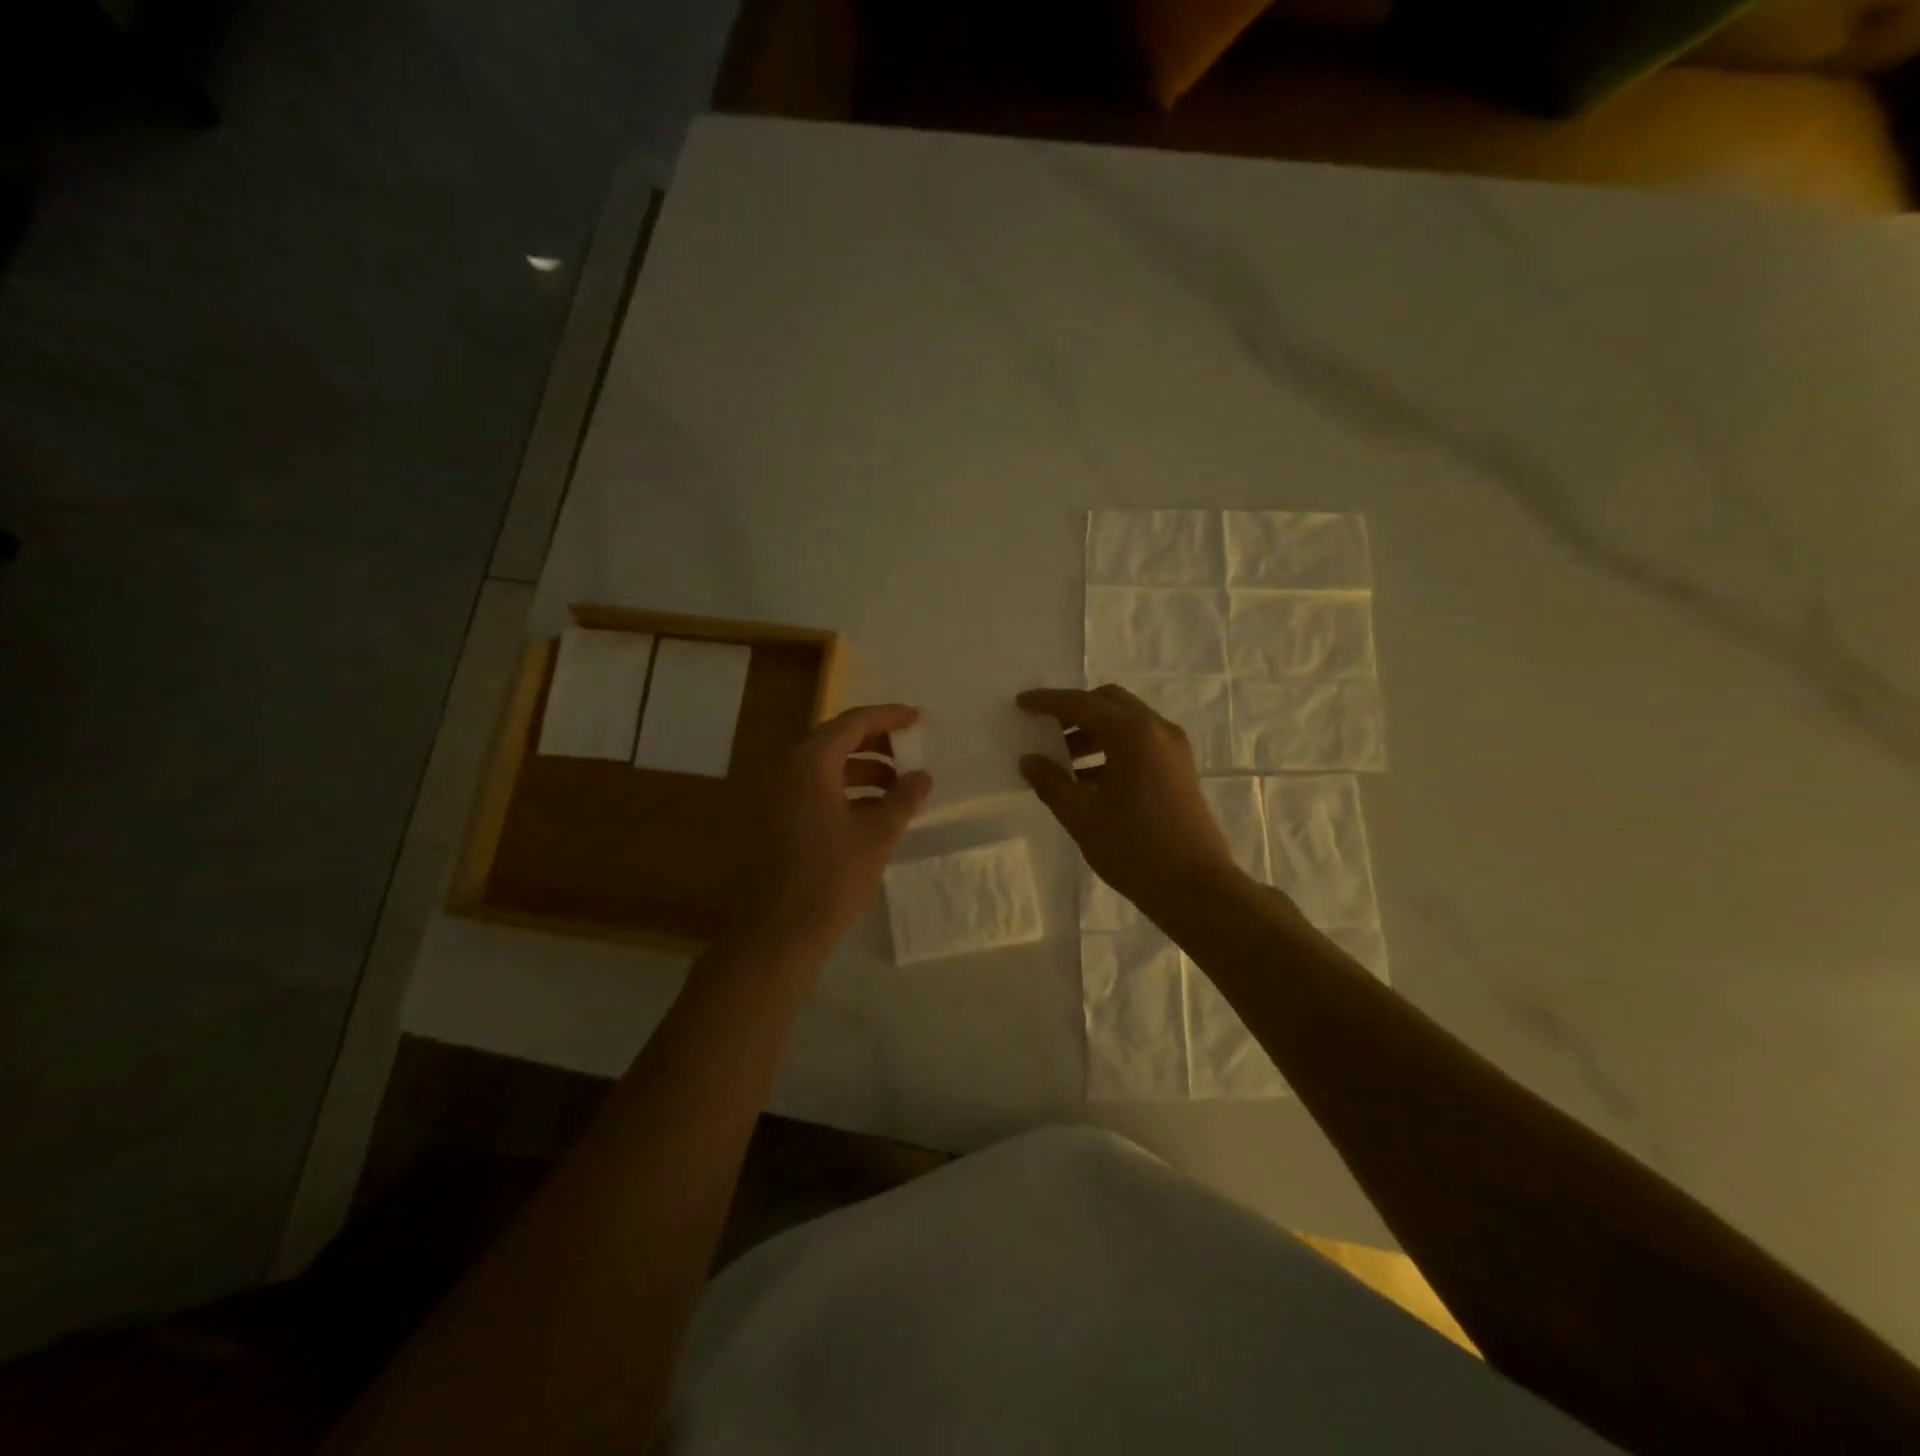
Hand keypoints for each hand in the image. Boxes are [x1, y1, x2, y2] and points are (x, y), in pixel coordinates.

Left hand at [744, 703, 931, 949]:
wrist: (778, 932)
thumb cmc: (832, 878)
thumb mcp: (878, 835)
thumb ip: (903, 798)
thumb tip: (922, 776)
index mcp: (809, 762)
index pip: (853, 722)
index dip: (888, 717)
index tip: (917, 718)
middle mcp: (785, 768)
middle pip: (836, 740)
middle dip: (876, 744)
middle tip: (910, 754)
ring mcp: (774, 794)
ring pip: (823, 767)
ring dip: (861, 770)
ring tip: (898, 788)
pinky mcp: (772, 818)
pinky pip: (811, 788)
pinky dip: (842, 791)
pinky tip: (870, 811)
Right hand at [1017, 685, 1241, 920]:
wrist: (1195, 887)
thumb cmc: (1134, 848)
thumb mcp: (1082, 816)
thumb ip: (1051, 782)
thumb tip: (1029, 760)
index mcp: (1132, 733)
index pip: (1081, 704)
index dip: (1048, 702)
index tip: (1020, 703)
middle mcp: (1156, 730)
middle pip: (1109, 703)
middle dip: (1074, 711)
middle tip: (1044, 729)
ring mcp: (1173, 748)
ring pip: (1125, 722)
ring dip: (1092, 731)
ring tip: (1061, 760)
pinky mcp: (1179, 769)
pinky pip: (1140, 742)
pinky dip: (1112, 748)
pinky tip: (1088, 778)